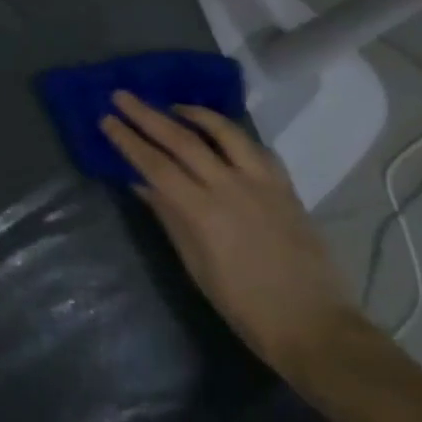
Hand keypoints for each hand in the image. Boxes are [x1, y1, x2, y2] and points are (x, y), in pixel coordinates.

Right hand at [100, 93, 368, 387]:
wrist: (314, 325)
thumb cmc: (244, 306)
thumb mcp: (196, 266)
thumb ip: (170, 218)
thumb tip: (142, 185)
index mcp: (202, 212)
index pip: (155, 164)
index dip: (128, 139)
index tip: (106, 119)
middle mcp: (230, 187)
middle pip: (181, 139)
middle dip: (147, 115)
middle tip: (123, 96)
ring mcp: (262, 182)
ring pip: (225, 131)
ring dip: (194, 113)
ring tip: (173, 107)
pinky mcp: (286, 187)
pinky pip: (256, 148)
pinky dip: (233, 135)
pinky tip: (222, 136)